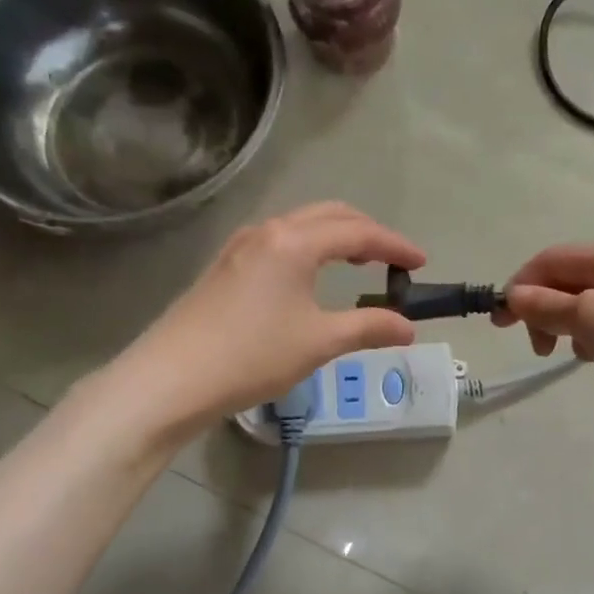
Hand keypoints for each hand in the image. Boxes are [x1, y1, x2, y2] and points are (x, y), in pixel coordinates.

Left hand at [115, 202, 425, 432]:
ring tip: (357, 264)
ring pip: (300, 226)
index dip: (394, 245)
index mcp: (295, 242)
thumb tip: (407, 327)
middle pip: (329, 215)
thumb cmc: (253, 356)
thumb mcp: (320, 342)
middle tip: (392, 259)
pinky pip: (279, 242)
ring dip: (335, 237)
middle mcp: (268, 231)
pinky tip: (310, 277)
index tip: (421, 262)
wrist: (172, 378)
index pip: (358, 233)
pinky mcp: (225, 267)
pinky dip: (309, 249)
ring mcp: (241, 246)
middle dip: (366, 232)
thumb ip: (369, 328)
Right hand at [496, 243, 593, 433]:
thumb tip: (512, 296)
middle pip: (569, 290)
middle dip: (550, 318)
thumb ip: (546, 306)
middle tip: (543, 349)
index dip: (520, 287)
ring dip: (582, 342)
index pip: (550, 261)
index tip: (500, 323)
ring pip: (591, 321)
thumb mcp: (590, 317)